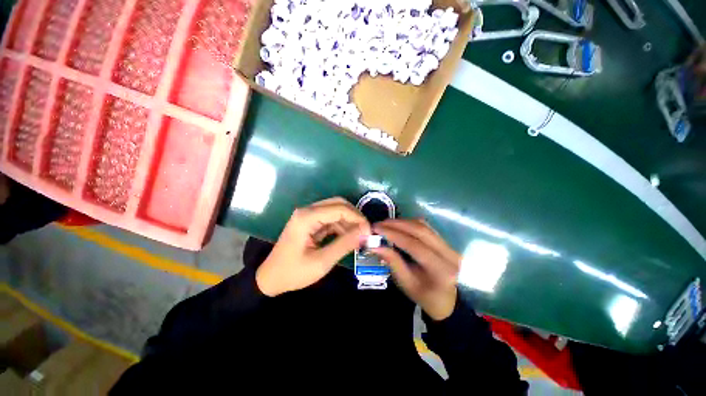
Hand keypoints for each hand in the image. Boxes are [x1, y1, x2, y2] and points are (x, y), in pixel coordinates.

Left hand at [256, 197, 370, 296]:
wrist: (270, 279)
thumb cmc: (293, 273)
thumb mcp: (322, 262)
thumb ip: (344, 244)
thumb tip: (365, 231)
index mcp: (307, 217)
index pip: (339, 208)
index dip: (357, 218)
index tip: (369, 232)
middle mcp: (307, 211)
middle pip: (338, 204)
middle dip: (354, 216)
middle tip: (365, 232)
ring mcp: (308, 215)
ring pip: (335, 210)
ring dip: (349, 221)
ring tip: (359, 237)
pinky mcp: (310, 222)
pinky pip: (330, 219)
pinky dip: (341, 226)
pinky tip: (348, 238)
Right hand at [372, 219, 460, 320]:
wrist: (447, 300)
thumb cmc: (424, 296)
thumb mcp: (406, 283)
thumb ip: (393, 262)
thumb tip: (376, 246)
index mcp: (441, 270)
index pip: (415, 246)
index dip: (394, 235)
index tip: (377, 229)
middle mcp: (448, 254)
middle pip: (421, 230)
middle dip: (397, 224)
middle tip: (379, 224)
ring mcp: (449, 245)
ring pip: (424, 226)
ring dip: (403, 222)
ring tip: (386, 224)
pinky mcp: (445, 241)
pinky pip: (426, 227)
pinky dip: (410, 223)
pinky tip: (399, 226)